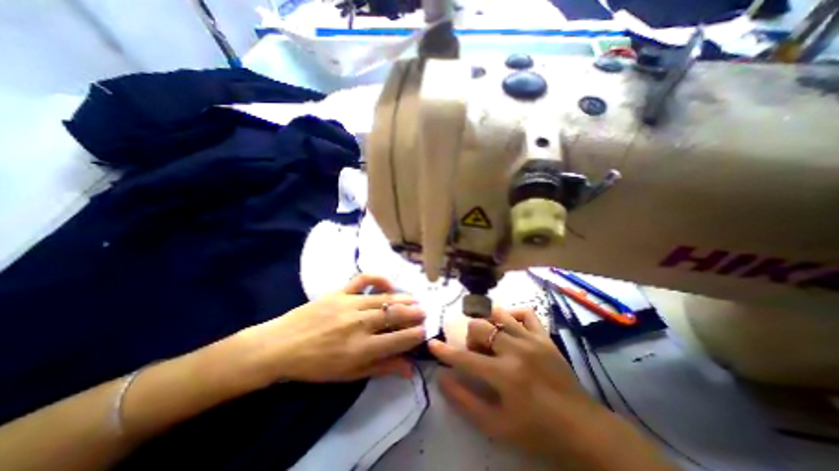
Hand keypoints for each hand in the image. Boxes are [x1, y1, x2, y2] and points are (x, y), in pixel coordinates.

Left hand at [235, 275, 425, 387]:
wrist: (281, 345)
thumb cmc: (316, 365)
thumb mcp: (349, 375)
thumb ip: (382, 368)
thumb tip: (410, 369)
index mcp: (361, 349)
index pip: (398, 339)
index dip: (415, 335)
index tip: (424, 331)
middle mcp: (359, 324)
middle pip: (395, 315)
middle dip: (414, 314)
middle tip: (424, 312)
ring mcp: (349, 304)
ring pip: (384, 298)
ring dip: (403, 299)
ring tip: (414, 300)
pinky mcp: (340, 292)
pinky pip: (363, 279)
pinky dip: (378, 278)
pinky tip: (388, 284)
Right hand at [428, 308, 599, 458]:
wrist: (583, 429)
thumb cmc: (536, 431)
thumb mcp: (496, 425)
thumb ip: (465, 401)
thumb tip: (442, 378)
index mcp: (504, 375)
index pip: (464, 358)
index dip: (444, 351)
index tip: (432, 344)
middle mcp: (516, 350)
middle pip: (479, 327)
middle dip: (470, 338)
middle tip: (476, 353)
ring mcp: (532, 339)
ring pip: (498, 314)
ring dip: (487, 323)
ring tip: (490, 337)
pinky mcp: (544, 336)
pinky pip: (525, 313)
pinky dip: (512, 314)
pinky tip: (508, 325)